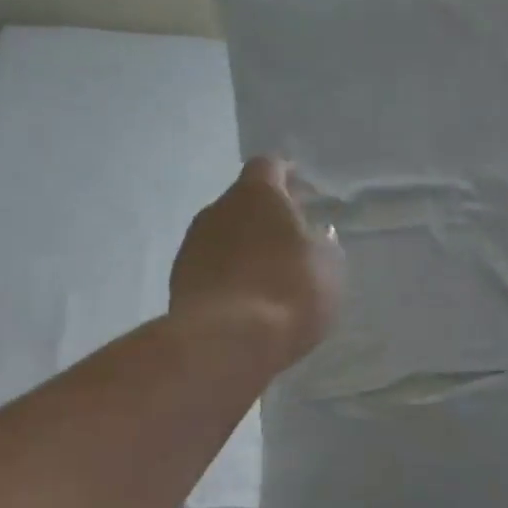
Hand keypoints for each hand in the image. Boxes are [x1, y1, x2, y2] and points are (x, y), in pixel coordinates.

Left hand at [170, 157, 343, 372]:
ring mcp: (193, 244)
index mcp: (257, 194)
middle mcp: (218, 209)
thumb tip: (314, 234)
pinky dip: (230, 273)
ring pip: (226, 234)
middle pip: (244, 201)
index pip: (269, 165)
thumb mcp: (328, 265)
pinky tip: (248, 297)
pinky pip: (212, 266)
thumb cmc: (288, 289)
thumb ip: (322, 242)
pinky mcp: (179, 280)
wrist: (226, 341)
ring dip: (246, 245)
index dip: (288, 175)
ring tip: (271, 271)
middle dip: (267, 215)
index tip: (304, 191)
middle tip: (293, 236)